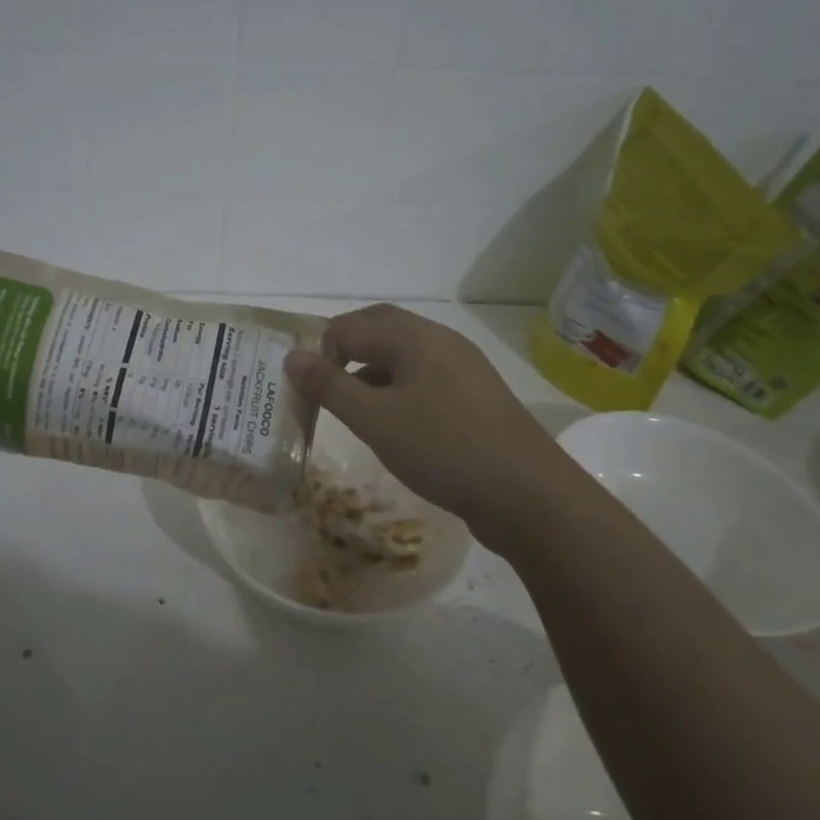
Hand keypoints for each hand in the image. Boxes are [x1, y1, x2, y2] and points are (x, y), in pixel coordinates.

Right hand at [283, 304, 569, 528]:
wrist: (527, 494)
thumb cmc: (443, 448)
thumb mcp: (375, 420)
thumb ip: (330, 386)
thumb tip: (292, 357)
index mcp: (415, 337)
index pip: (350, 325)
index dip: (319, 350)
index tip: (301, 388)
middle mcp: (440, 341)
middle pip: (379, 329)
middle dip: (342, 351)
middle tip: (316, 385)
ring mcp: (461, 368)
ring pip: (401, 355)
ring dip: (367, 371)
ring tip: (345, 406)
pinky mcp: (472, 396)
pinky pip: (422, 378)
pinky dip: (394, 389)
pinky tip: (387, 421)